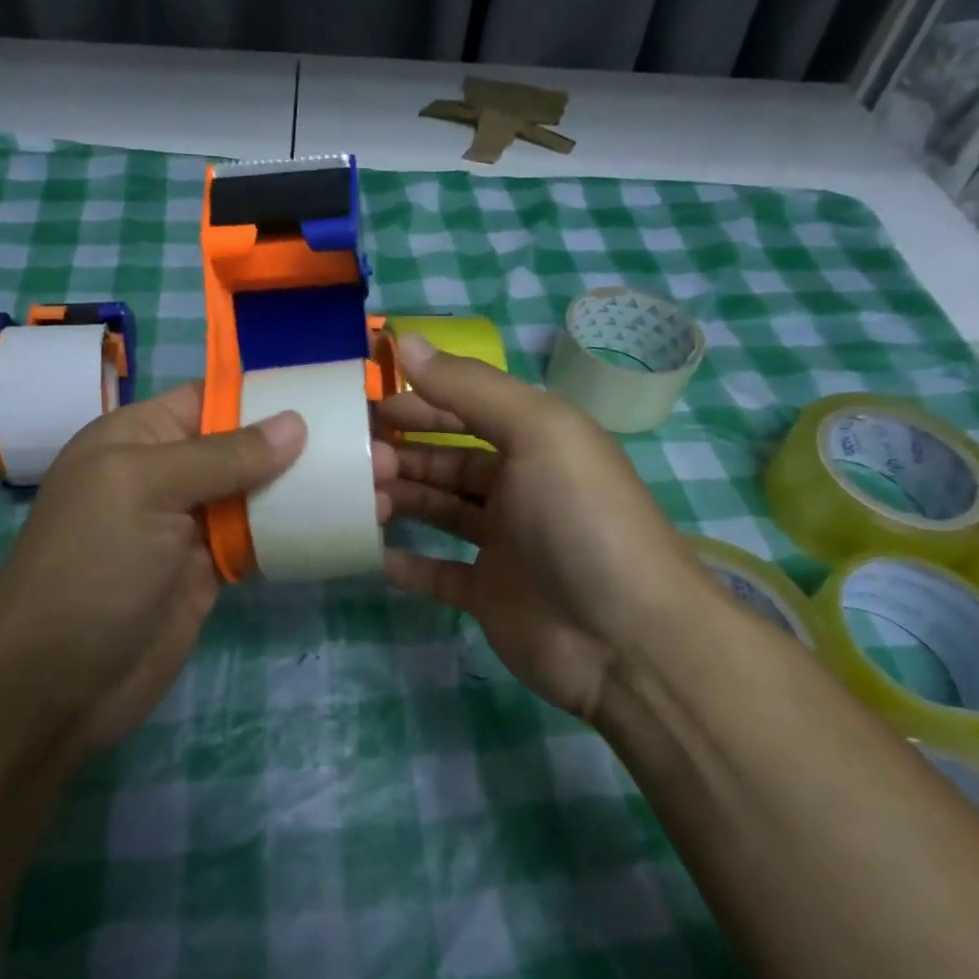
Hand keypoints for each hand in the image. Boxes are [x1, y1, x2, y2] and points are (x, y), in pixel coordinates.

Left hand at [0, 383, 395, 752]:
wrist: (58, 684)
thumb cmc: (93, 567)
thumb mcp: (145, 490)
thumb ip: (221, 455)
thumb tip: (294, 423)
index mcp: (139, 437)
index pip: (213, 398)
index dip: (271, 394)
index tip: (337, 394)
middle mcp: (166, 474)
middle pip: (245, 446)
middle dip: (307, 444)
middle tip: (379, 447)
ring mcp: (190, 526)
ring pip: (260, 494)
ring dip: (313, 489)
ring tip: (381, 485)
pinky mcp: (210, 572)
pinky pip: (261, 541)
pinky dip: (299, 532)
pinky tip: (347, 525)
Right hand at [379, 334, 705, 721]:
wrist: (623, 638)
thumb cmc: (580, 518)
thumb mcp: (538, 431)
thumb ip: (471, 387)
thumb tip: (406, 341)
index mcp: (538, 443)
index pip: (468, 411)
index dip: (420, 404)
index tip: (367, 405)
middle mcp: (521, 488)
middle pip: (448, 462)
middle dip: (402, 454)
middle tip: (355, 459)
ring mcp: (505, 545)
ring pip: (440, 512)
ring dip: (400, 501)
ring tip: (357, 499)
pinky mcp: (490, 595)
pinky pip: (438, 573)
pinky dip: (407, 563)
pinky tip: (372, 554)